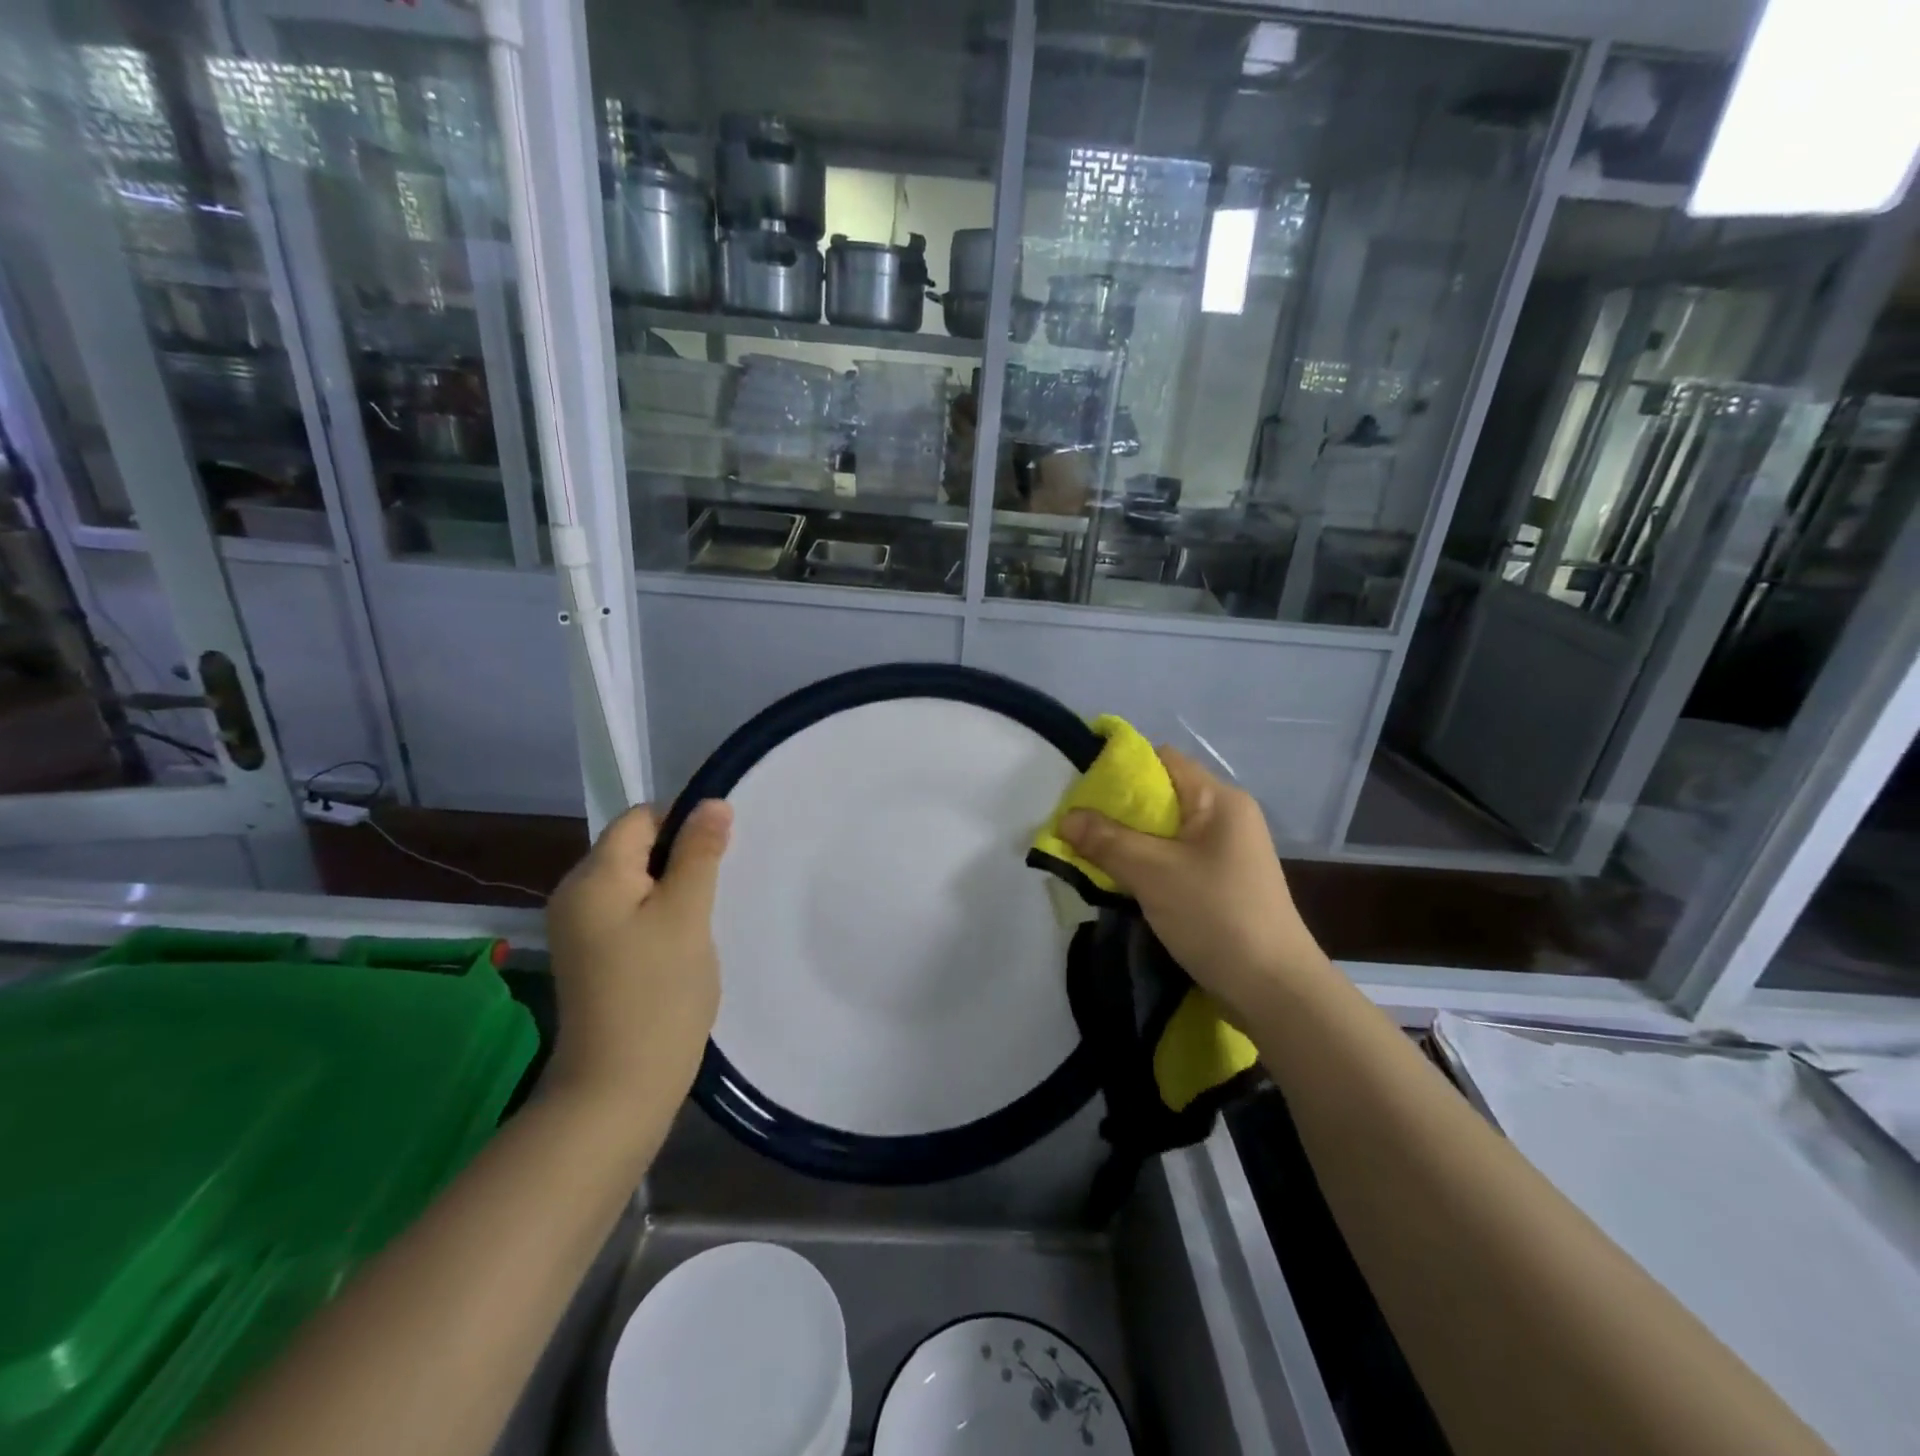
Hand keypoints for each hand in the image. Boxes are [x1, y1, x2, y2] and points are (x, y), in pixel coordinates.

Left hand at [543, 801, 731, 1106]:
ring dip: (673, 889)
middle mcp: (575, 894)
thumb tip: (712, 802)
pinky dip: (658, 915)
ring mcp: (579, 928)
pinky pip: (628, 912)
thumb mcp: (687, 915)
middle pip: (634, 848)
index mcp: (592, 877)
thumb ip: (699, 854)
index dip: (683, 824)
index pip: (640, 819)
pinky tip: (681, 944)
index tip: (719, 856)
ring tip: (702, 921)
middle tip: (716, 892)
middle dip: (680, 859)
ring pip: (635, 882)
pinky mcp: (591, 955)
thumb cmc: (658, 994)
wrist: (617, 1089)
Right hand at [1059, 747, 1324, 1019]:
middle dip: (1116, 811)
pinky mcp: (1221, 882)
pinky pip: (1173, 858)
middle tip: (1078, 829)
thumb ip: (1106, 841)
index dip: (1120, 770)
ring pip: (1164, 832)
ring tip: (1090, 856)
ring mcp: (1225, 852)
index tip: (1082, 793)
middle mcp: (1226, 817)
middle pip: (1161, 796)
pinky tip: (1120, 882)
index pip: (1162, 761)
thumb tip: (1065, 819)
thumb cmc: (1216, 916)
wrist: (1274, 990)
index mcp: (1219, 800)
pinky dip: (1145, 864)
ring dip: (1128, 842)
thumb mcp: (1153, 873)